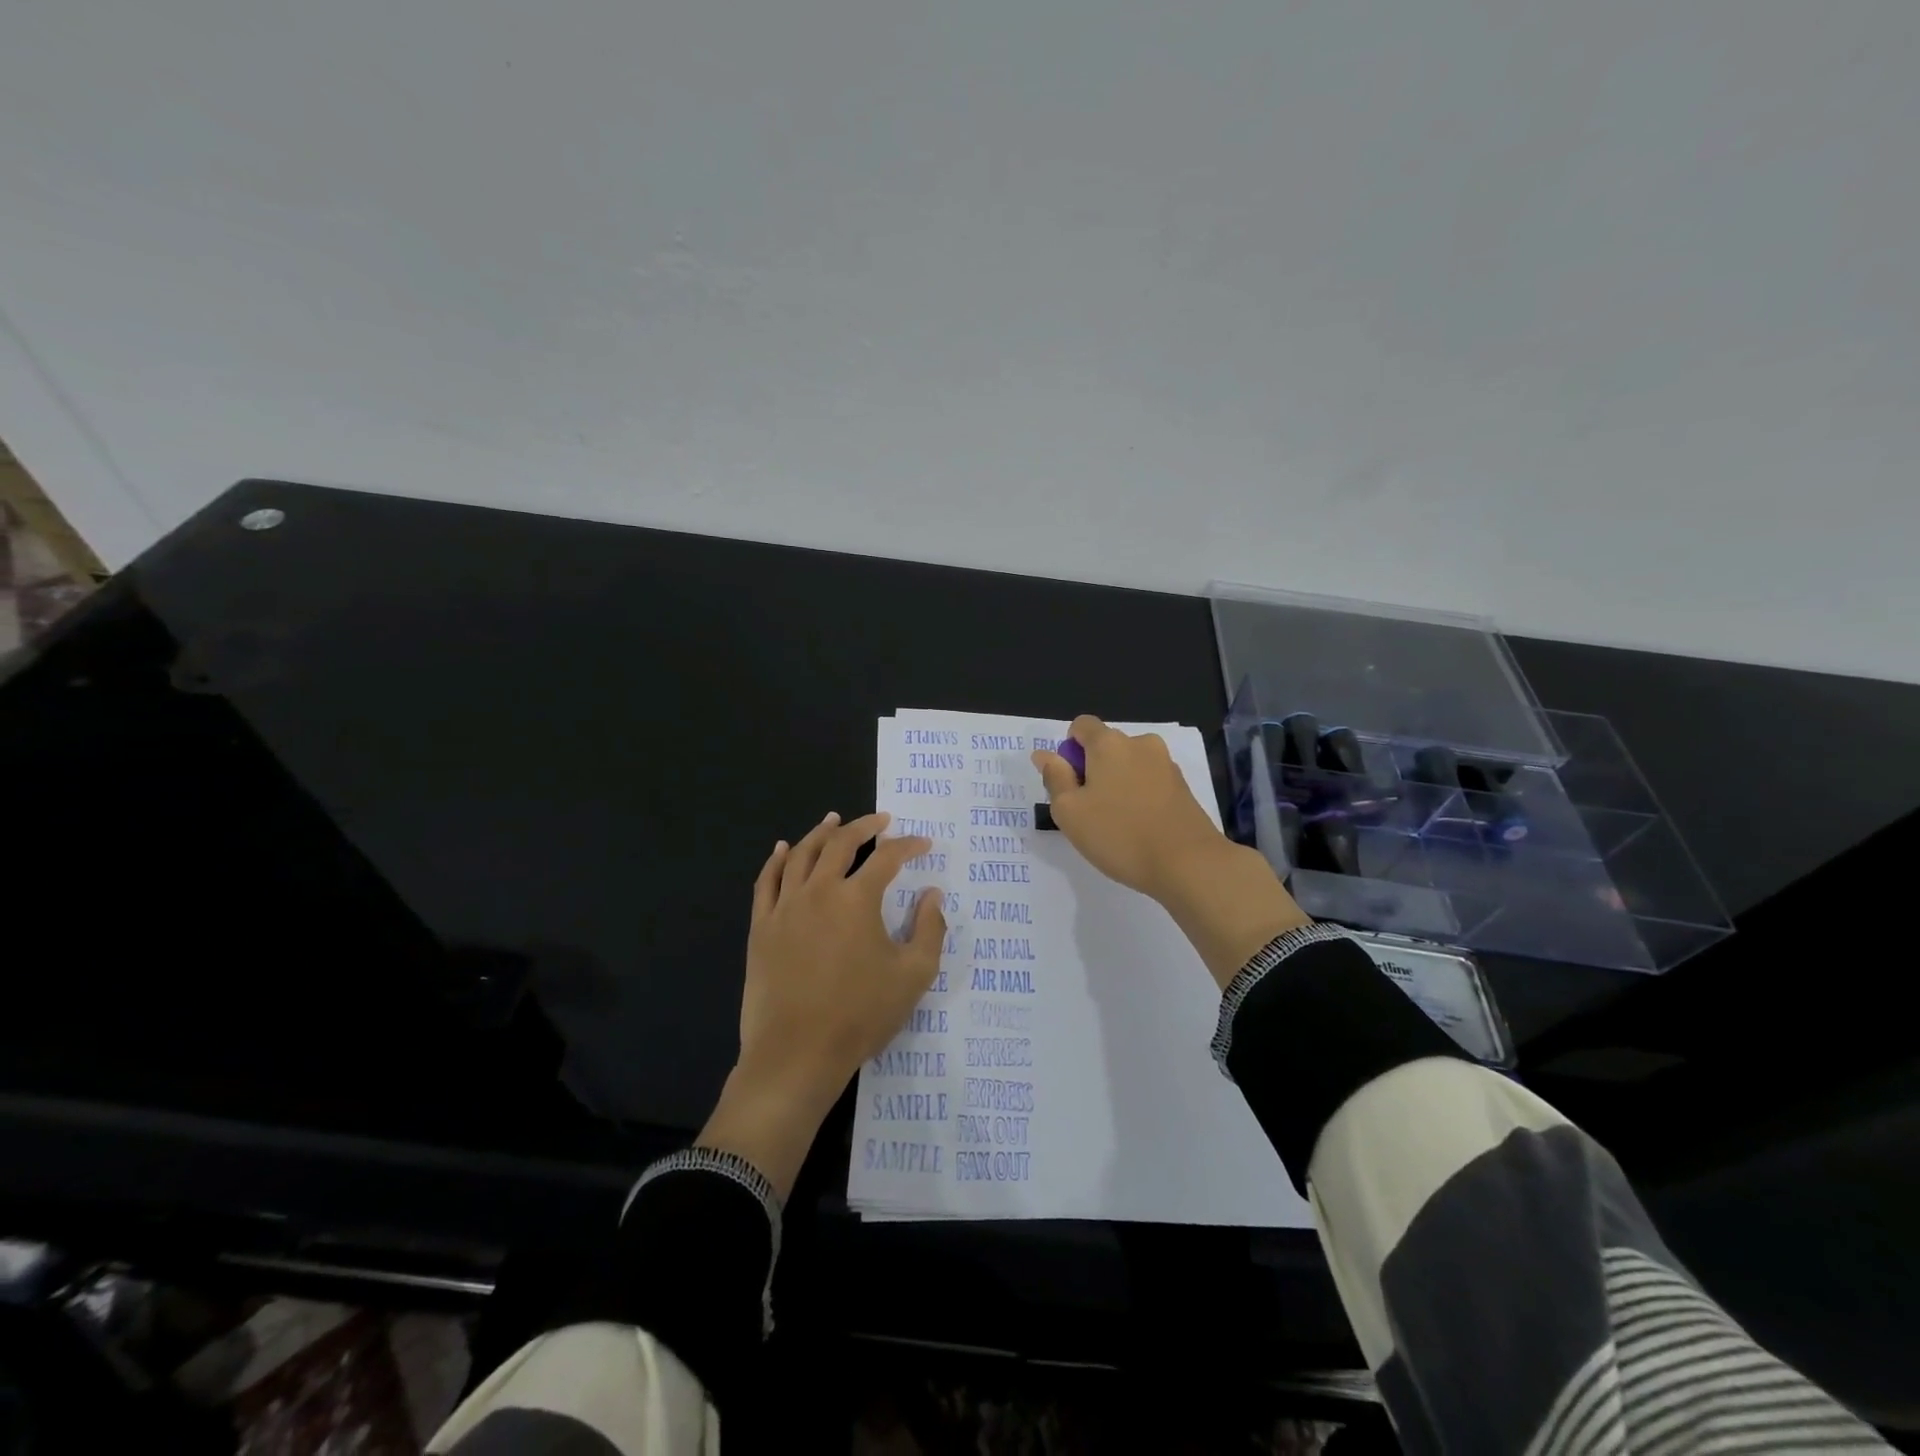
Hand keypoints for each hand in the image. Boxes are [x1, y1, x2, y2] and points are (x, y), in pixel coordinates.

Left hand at [697, 811, 944, 1195]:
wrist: (797, 1054)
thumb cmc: (860, 1015)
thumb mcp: (913, 976)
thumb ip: (930, 930)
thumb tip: (933, 895)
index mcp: (857, 899)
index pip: (888, 858)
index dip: (909, 846)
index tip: (924, 844)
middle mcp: (819, 891)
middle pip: (841, 843)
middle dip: (864, 826)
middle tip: (880, 820)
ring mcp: (785, 907)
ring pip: (801, 853)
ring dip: (821, 832)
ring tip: (834, 820)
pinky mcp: (762, 926)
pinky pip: (766, 880)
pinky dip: (776, 859)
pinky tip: (783, 848)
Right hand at [1033, 716, 1310, 990]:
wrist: (1188, 864)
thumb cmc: (1119, 835)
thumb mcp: (1070, 812)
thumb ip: (1055, 778)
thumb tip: (1044, 754)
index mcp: (1109, 743)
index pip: (1081, 725)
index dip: (1069, 750)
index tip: (1070, 784)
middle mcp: (1140, 744)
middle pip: (1106, 747)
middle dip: (1093, 771)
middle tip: (1088, 812)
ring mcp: (1166, 765)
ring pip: (1129, 766)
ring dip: (1117, 785)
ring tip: (1116, 825)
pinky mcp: (1183, 787)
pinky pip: (1149, 783)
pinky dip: (1139, 798)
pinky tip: (1140, 829)